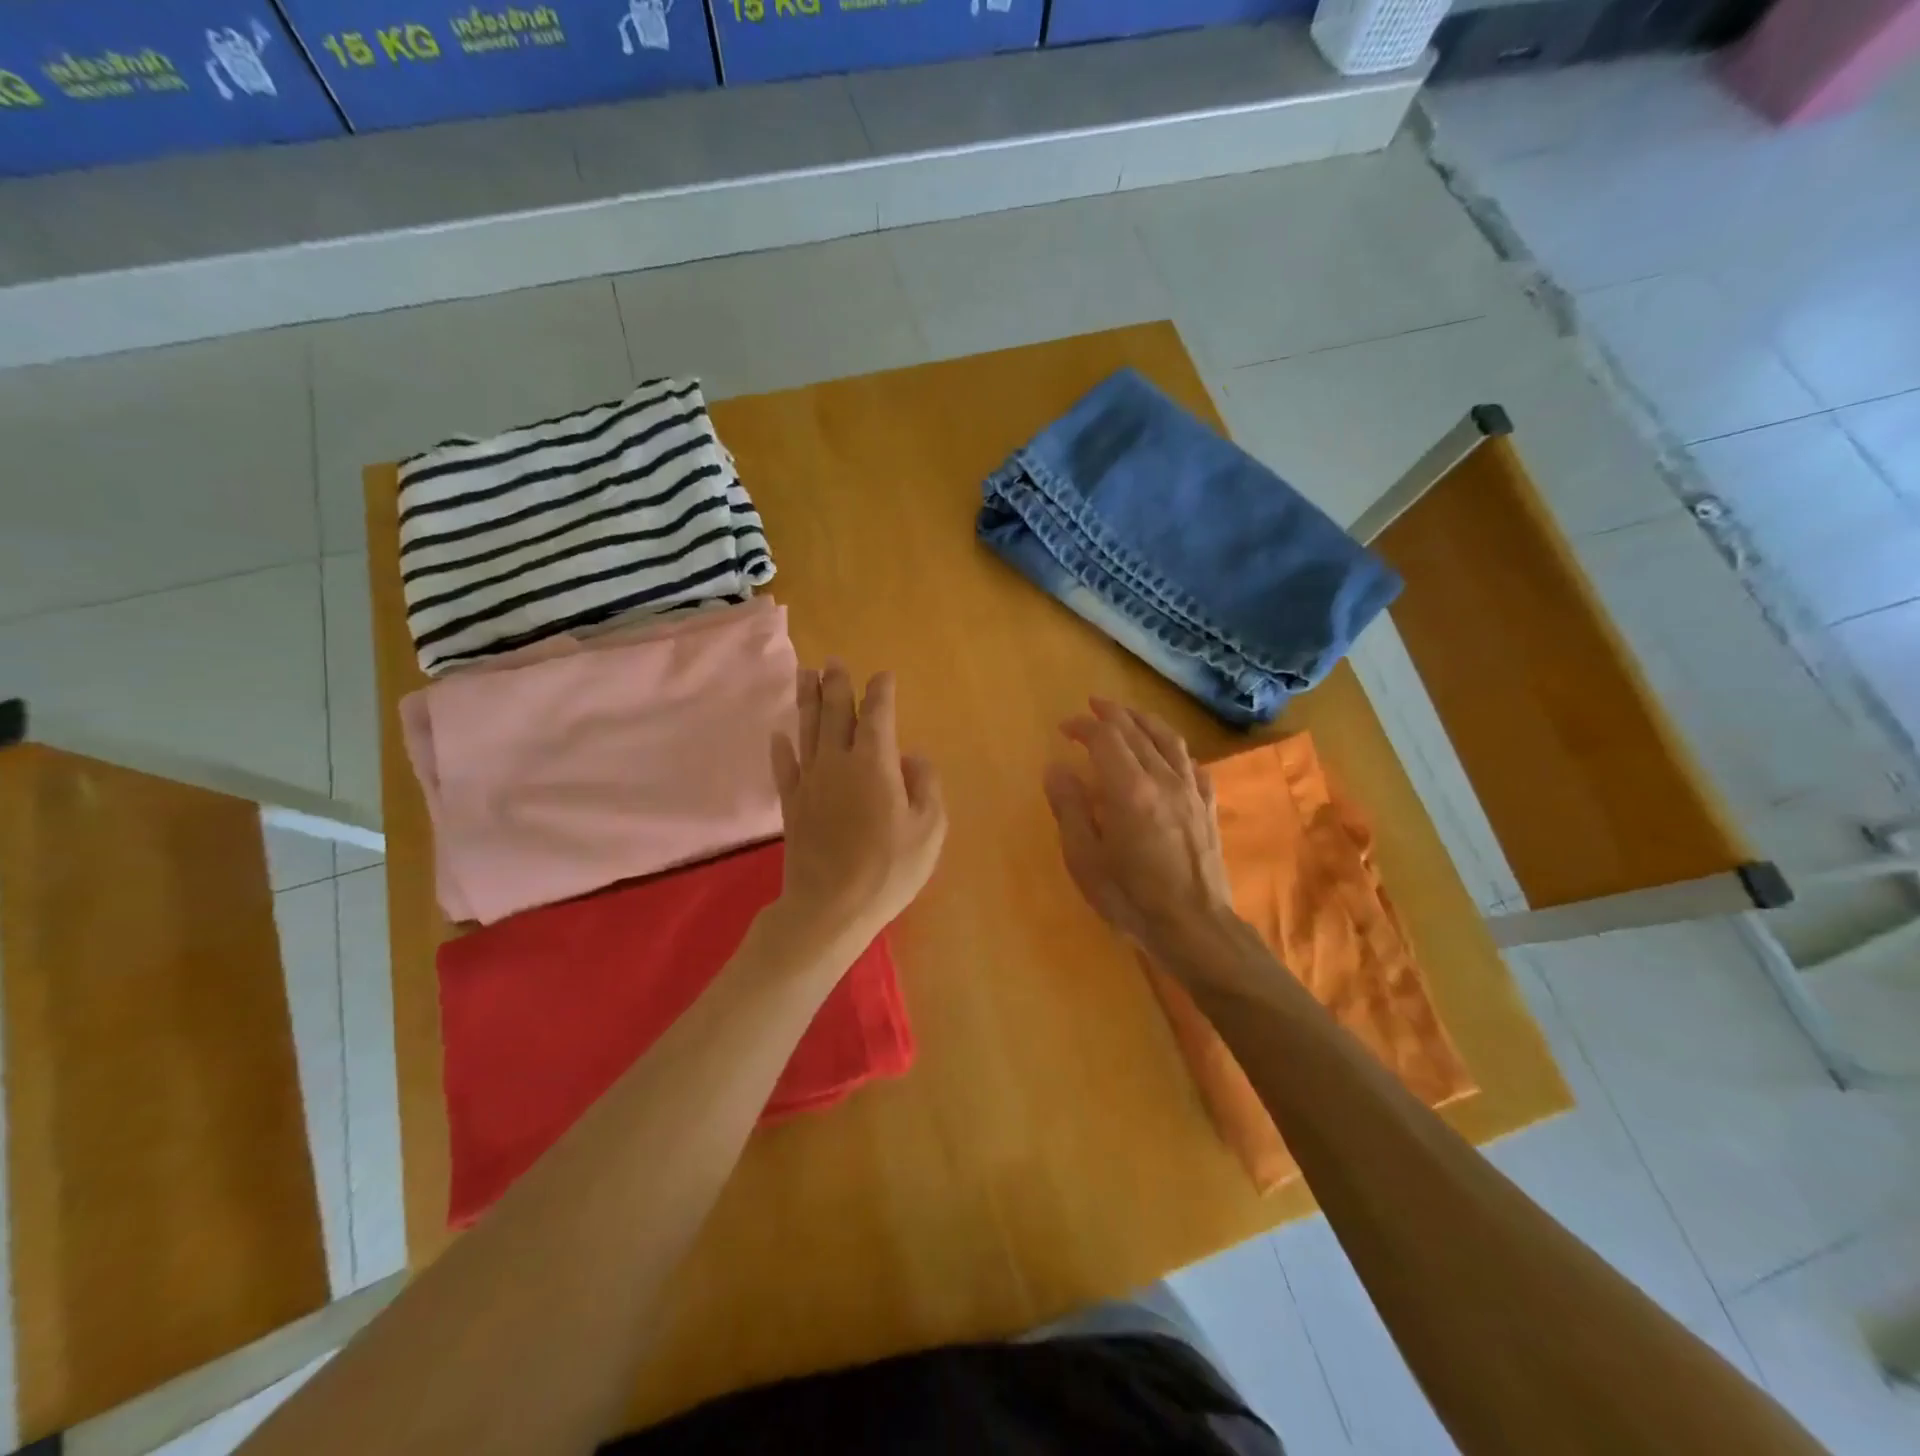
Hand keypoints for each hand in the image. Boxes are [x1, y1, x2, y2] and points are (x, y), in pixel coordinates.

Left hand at [770, 661, 946, 956]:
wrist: (831, 906)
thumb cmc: (889, 868)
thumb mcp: (929, 829)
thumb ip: (925, 786)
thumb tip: (913, 758)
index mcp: (875, 763)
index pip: (878, 715)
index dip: (881, 692)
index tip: (883, 676)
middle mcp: (839, 762)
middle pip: (836, 713)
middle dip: (837, 684)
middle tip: (833, 661)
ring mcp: (810, 782)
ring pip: (807, 730)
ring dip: (806, 700)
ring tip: (804, 675)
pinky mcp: (792, 805)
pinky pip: (784, 768)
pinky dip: (781, 749)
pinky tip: (778, 734)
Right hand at [1042, 698, 1234, 954]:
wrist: (1195, 927)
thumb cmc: (1131, 898)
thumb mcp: (1085, 859)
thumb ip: (1069, 808)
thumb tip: (1056, 769)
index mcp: (1129, 789)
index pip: (1105, 738)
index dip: (1083, 726)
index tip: (1064, 728)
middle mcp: (1163, 778)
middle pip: (1137, 731)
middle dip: (1112, 714)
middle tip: (1092, 707)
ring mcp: (1190, 790)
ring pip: (1169, 739)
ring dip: (1145, 720)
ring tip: (1128, 715)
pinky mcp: (1207, 806)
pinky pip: (1191, 763)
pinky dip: (1173, 748)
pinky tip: (1167, 753)